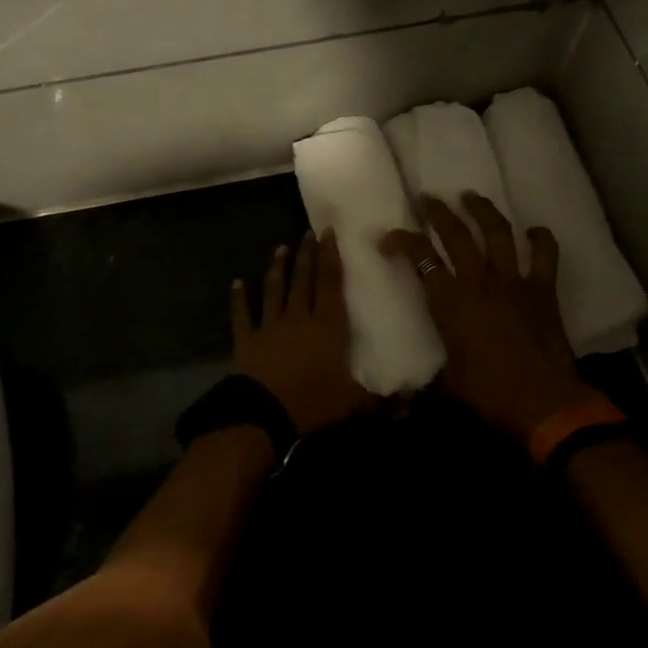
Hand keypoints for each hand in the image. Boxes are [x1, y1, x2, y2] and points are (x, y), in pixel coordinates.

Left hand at [231, 231, 374, 436]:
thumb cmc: (313, 402)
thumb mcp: (354, 403)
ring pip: (273, 289)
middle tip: (307, 233)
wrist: (264, 414)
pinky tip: (236, 283)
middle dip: (306, 255)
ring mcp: (269, 326)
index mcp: (327, 326)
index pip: (330, 284)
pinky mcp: (246, 339)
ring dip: (276, 268)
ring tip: (279, 248)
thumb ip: (382, 400)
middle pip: (303, 280)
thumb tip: (411, 404)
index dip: (330, 257)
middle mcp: (298, 317)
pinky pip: (241, 314)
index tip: (328, 233)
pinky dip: (238, 298)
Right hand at [381, 193, 598, 440]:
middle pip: (456, 234)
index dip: (402, 242)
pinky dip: (540, 239)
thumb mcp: (446, 383)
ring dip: (483, 211)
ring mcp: (513, 281)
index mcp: (450, 301)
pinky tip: (534, 230)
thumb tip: (403, 399)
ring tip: (471, 196)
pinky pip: (544, 255)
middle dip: (438, 212)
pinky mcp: (543, 290)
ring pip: (497, 233)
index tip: (388, 237)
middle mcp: (479, 281)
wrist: (543, 402)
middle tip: (428, 198)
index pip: (420, 259)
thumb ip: (427, 378)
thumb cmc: (488, 393)